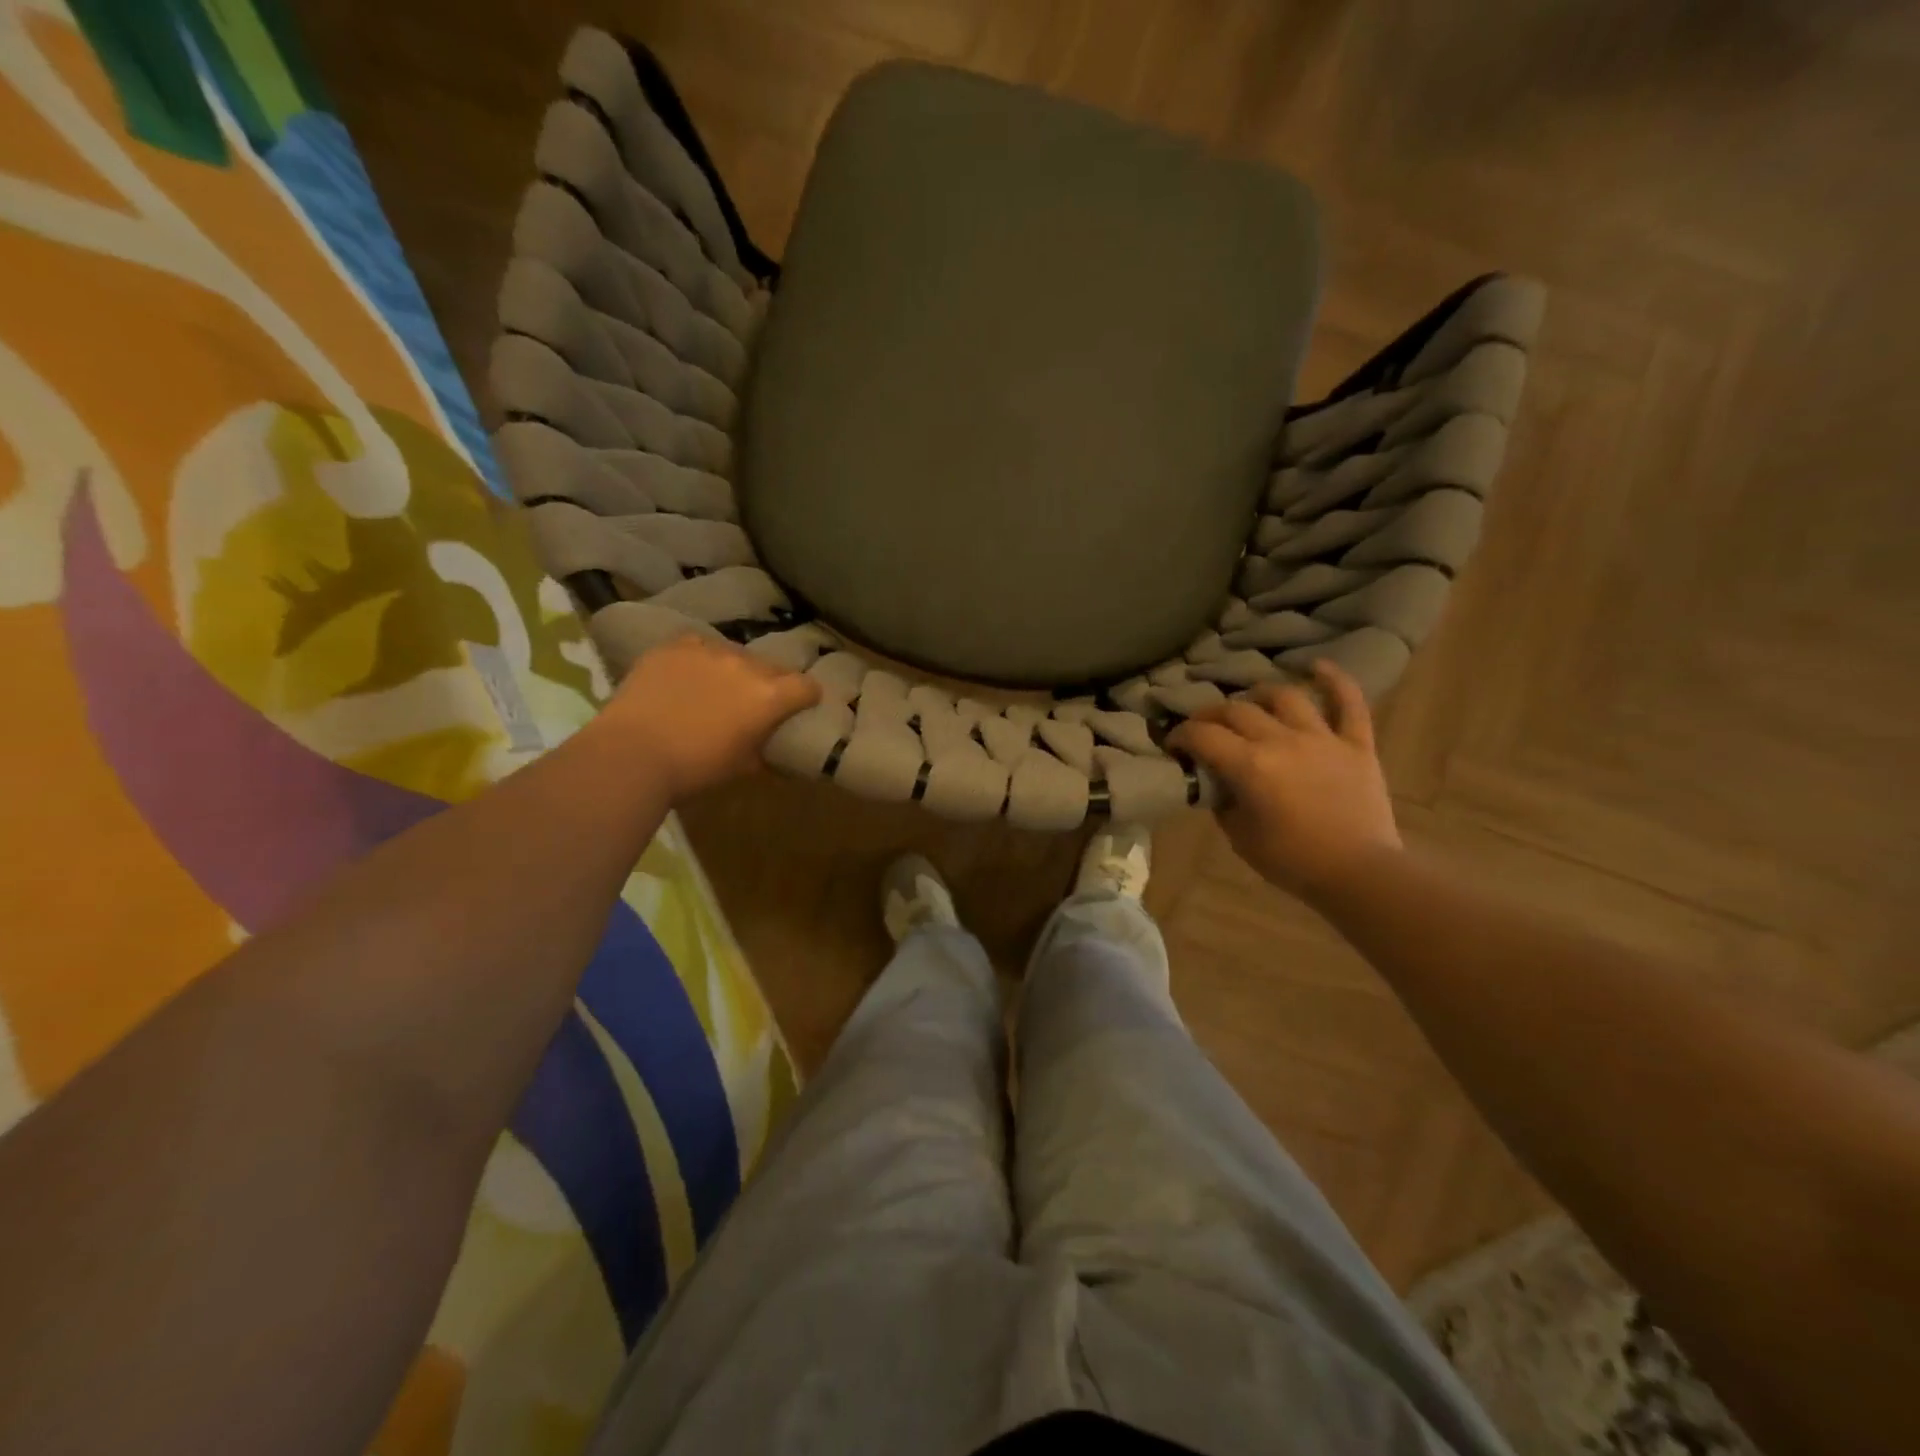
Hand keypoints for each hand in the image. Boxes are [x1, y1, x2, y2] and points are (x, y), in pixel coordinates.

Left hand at [598, 635, 820, 800]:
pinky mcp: (675, 646)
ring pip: (735, 655)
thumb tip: (771, 750)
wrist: (632, 754)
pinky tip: (688, 675)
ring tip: (717, 689)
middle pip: (772, 668)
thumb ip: (763, 751)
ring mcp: (709, 651)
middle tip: (754, 704)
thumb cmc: (694, 769)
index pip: (807, 687)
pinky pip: (699, 645)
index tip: (800, 708)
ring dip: (734, 671)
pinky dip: (700, 659)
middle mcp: (746, 665)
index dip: (807, 698)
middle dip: (770, 684)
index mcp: (769, 697)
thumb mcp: (741, 767)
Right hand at [1168, 660, 1402, 901]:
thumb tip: (1217, 782)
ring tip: (1250, 704)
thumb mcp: (1239, 837)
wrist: (1359, 874)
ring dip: (1260, 696)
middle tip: (1203, 728)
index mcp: (1250, 765)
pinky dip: (1334, 680)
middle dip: (1211, 716)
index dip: (1180, 735)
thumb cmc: (1293, 862)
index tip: (1173, 745)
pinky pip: (1349, 702)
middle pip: (1237, 711)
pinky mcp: (1357, 743)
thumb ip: (1223, 802)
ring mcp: (1322, 738)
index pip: (1202, 735)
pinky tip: (1315, 667)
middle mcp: (1282, 740)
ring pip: (1285, 697)